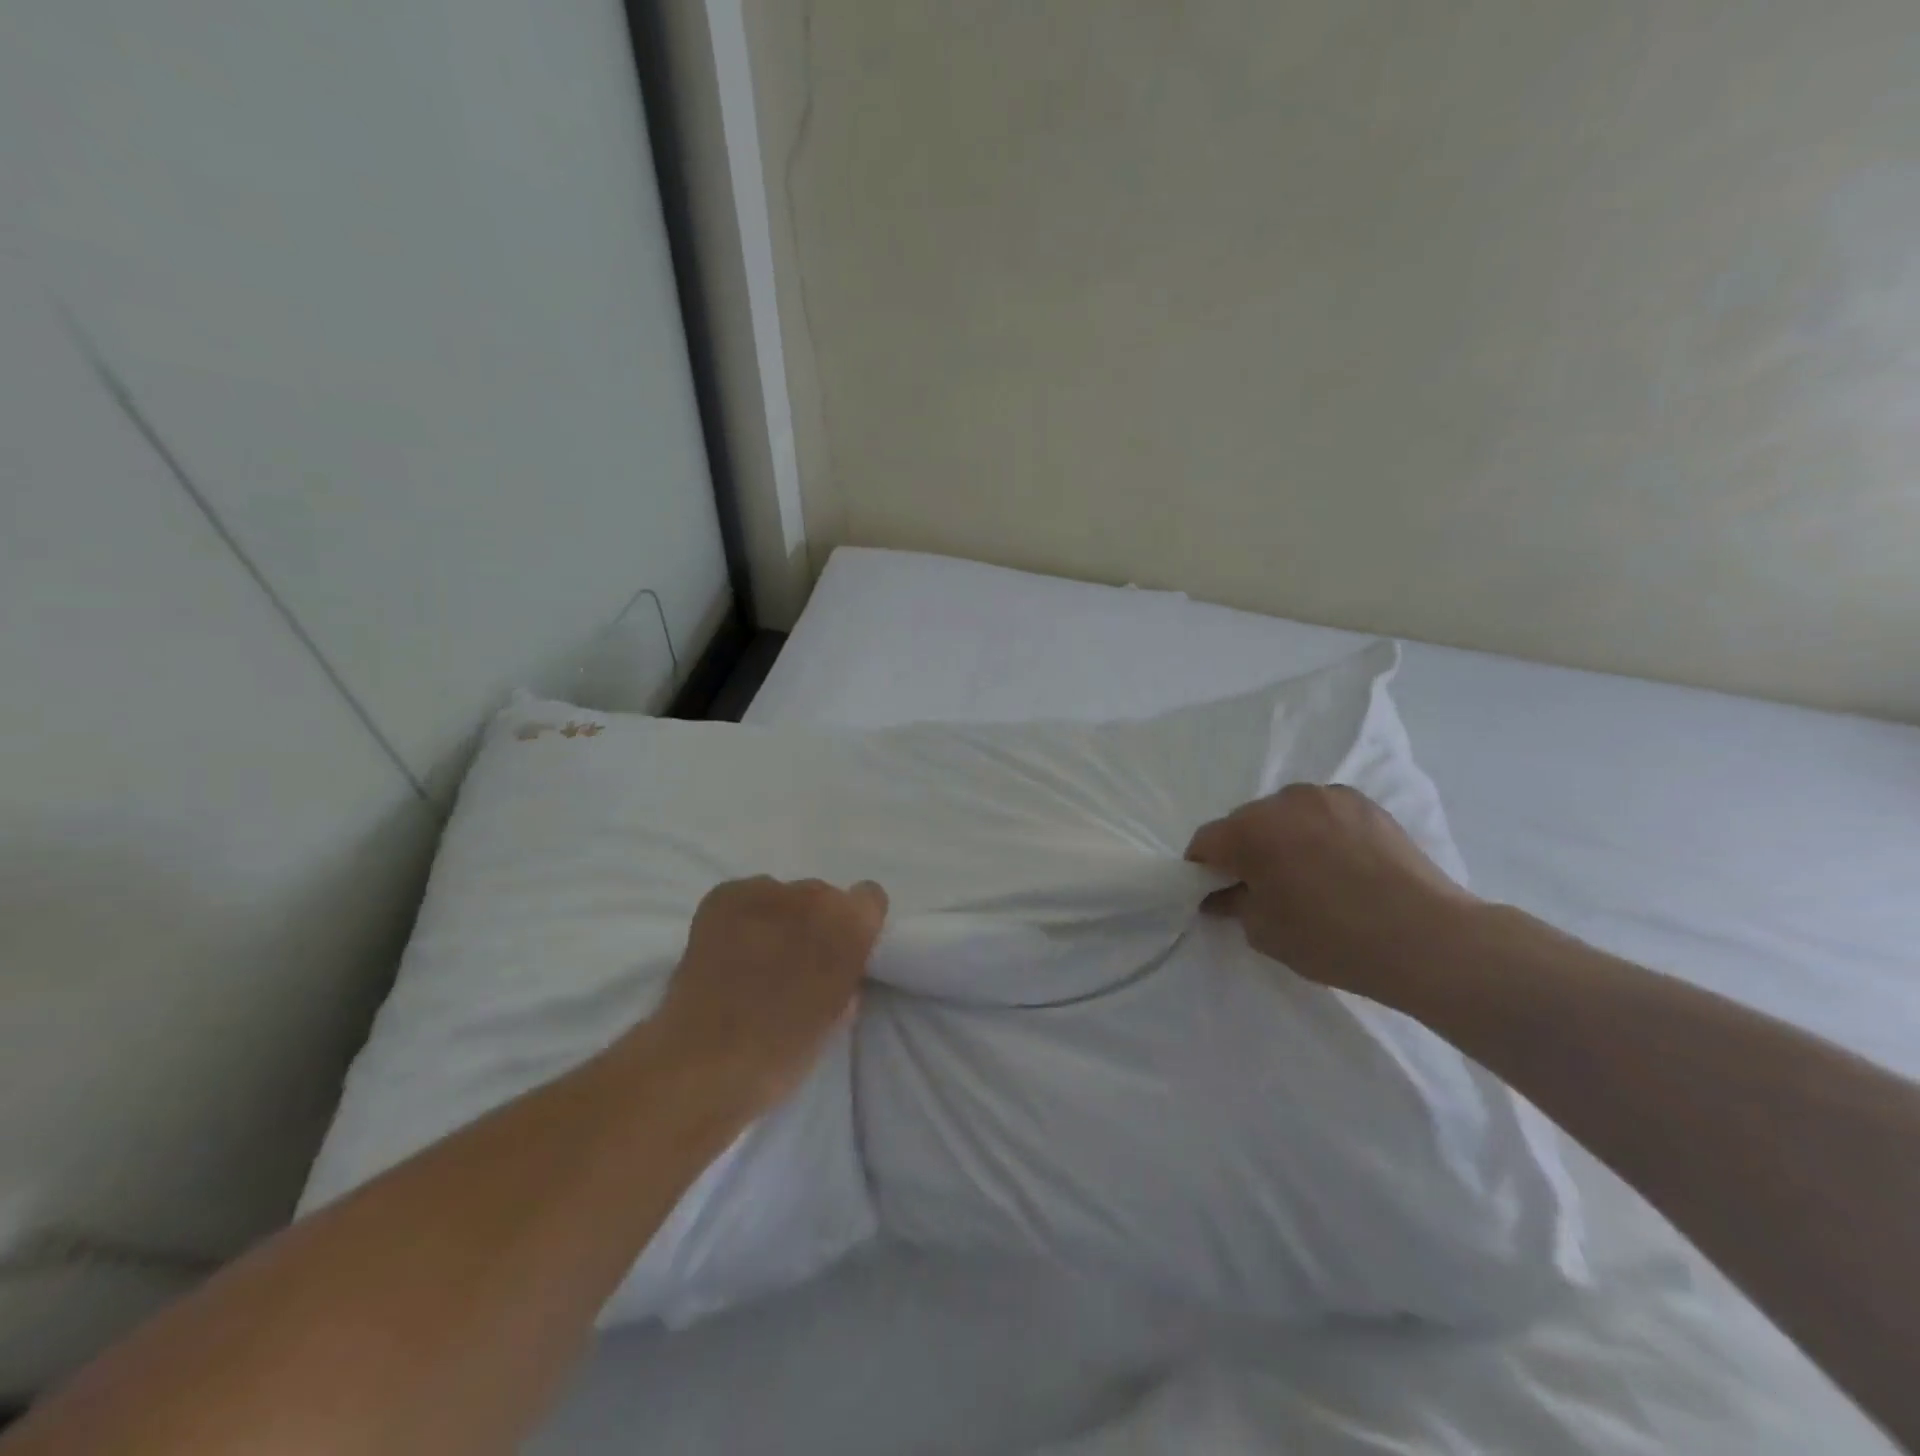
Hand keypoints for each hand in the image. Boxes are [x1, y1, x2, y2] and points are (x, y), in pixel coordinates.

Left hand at [646, 876, 888, 1115]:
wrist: (705, 1060)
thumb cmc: (783, 1049)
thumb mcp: (838, 1015)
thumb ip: (848, 975)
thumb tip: (841, 966)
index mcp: (851, 924)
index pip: (870, 897)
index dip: (855, 924)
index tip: (841, 951)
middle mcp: (814, 895)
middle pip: (823, 895)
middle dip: (813, 922)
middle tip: (793, 960)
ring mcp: (766, 890)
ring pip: (783, 895)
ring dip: (778, 918)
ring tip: (754, 956)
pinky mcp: (724, 895)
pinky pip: (747, 896)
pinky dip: (743, 917)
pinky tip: (729, 949)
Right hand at [1185, 783, 1476, 1002]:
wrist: (1427, 939)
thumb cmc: (1333, 939)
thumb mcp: (1264, 932)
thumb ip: (1233, 903)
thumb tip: (1221, 893)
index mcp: (1250, 831)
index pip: (1205, 841)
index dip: (1202, 868)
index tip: (1214, 892)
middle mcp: (1282, 801)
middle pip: (1244, 823)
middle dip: (1244, 850)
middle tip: (1262, 886)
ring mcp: (1326, 796)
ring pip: (1284, 814)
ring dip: (1282, 837)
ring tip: (1306, 874)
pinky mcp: (1363, 803)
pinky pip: (1321, 813)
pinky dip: (1317, 832)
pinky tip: (1338, 864)